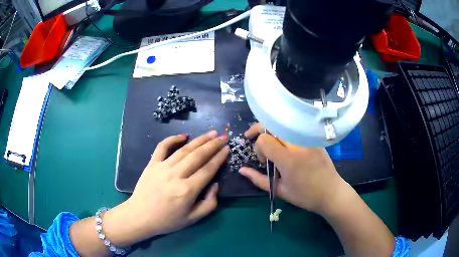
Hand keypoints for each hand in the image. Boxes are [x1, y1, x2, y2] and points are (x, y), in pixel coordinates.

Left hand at [102, 131, 228, 245]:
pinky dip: (173, 139)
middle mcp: (176, 176)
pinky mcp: (152, 164)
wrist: (140, 216)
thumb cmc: (168, 220)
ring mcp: (162, 167)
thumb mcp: (193, 218)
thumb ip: (209, 203)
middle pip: (198, 156)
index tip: (227, 149)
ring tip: (211, 133)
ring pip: (184, 150)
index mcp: (187, 190)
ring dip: (199, 140)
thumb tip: (215, 184)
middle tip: (223, 136)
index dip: (219, 158)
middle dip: (213, 145)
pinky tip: (184, 135)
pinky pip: (162, 147)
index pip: (208, 169)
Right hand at [239, 124, 346, 214]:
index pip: (264, 138)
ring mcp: (308, 139)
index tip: (263, 161)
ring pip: (283, 125)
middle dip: (260, 131)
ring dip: (273, 132)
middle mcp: (298, 144)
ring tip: (273, 145)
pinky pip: (294, 129)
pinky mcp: (314, 138)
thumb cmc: (305, 196)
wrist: (331, 192)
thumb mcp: (279, 190)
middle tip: (256, 141)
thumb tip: (241, 170)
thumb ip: (258, 179)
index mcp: (288, 159)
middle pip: (272, 125)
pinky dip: (285, 133)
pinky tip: (286, 145)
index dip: (258, 147)